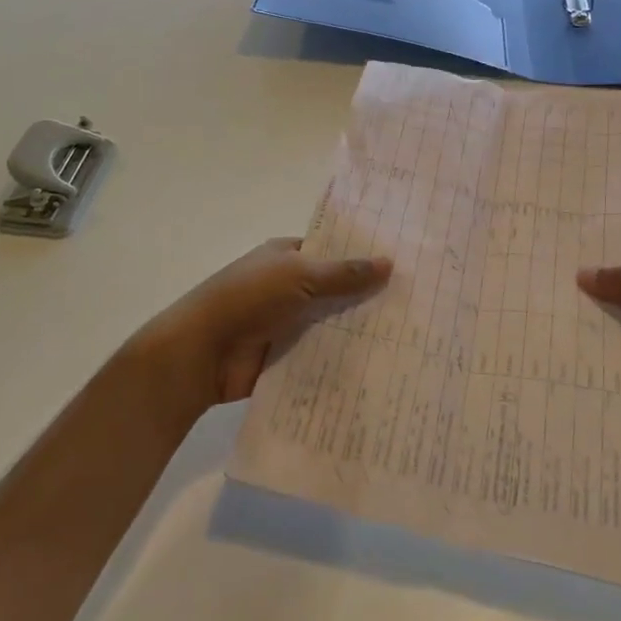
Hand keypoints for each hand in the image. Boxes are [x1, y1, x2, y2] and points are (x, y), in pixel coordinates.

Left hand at [134, 238, 391, 415]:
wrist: (201, 353)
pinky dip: (343, 362)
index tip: (404, 264)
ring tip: (411, 340)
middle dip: (368, 298)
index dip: (363, 256)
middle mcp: (288, 287)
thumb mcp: (299, 275)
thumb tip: (389, 262)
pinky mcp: (285, 359)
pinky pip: (321, 357)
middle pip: (335, 290)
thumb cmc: (248, 299)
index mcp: (286, 257)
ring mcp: (286, 324)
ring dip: (359, 333)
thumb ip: (344, 273)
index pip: (332, 251)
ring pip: (331, 325)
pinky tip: (382, 368)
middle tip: (419, 305)